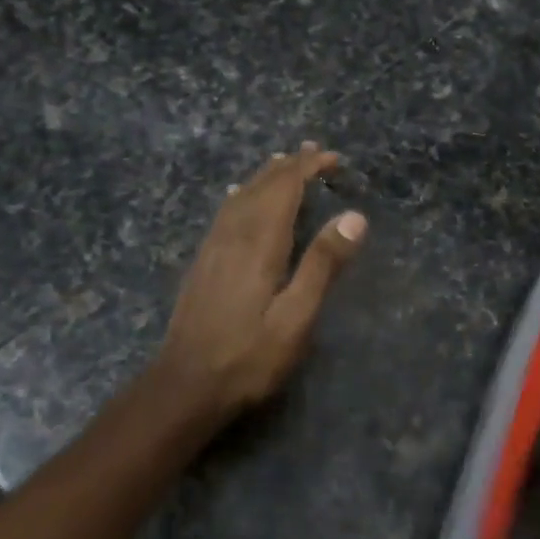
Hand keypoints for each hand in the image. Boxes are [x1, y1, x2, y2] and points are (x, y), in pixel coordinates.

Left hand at [151, 143, 366, 421]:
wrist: (185, 385)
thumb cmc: (249, 356)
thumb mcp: (296, 317)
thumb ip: (323, 264)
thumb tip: (355, 216)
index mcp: (260, 242)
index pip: (285, 188)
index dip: (308, 167)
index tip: (332, 157)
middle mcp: (234, 235)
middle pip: (262, 186)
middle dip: (288, 166)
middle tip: (313, 153)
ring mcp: (213, 247)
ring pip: (241, 196)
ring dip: (265, 176)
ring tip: (282, 163)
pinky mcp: (203, 262)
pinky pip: (225, 213)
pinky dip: (242, 195)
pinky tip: (240, 197)